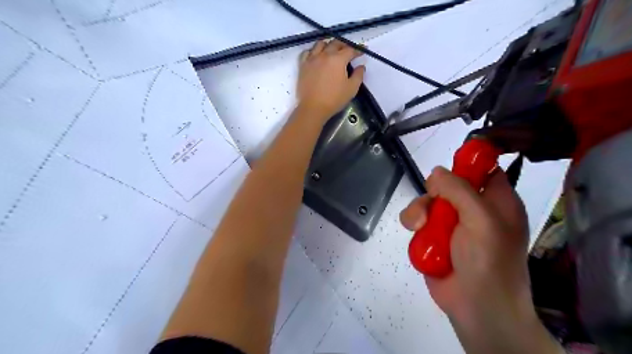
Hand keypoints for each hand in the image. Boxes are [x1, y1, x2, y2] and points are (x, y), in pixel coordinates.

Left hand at [297, 39, 364, 120]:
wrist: (313, 108)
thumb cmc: (334, 99)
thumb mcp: (352, 89)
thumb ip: (358, 75)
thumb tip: (361, 66)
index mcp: (338, 59)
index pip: (350, 50)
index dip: (358, 50)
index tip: (362, 52)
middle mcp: (324, 55)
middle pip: (335, 43)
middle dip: (344, 44)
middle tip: (348, 50)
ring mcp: (312, 59)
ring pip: (320, 44)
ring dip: (328, 44)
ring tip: (332, 50)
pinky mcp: (303, 65)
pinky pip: (307, 52)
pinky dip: (313, 51)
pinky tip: (316, 55)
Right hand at [402, 168, 560, 352]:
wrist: (475, 307)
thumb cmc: (488, 262)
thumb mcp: (481, 220)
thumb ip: (459, 190)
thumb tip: (436, 171)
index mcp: (496, 201)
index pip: (484, 169)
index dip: (468, 161)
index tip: (449, 166)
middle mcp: (473, 209)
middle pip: (446, 184)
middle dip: (434, 193)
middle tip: (434, 205)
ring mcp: (451, 224)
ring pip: (427, 202)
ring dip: (419, 211)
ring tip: (420, 228)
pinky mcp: (434, 237)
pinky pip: (418, 220)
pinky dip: (414, 225)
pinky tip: (417, 235)